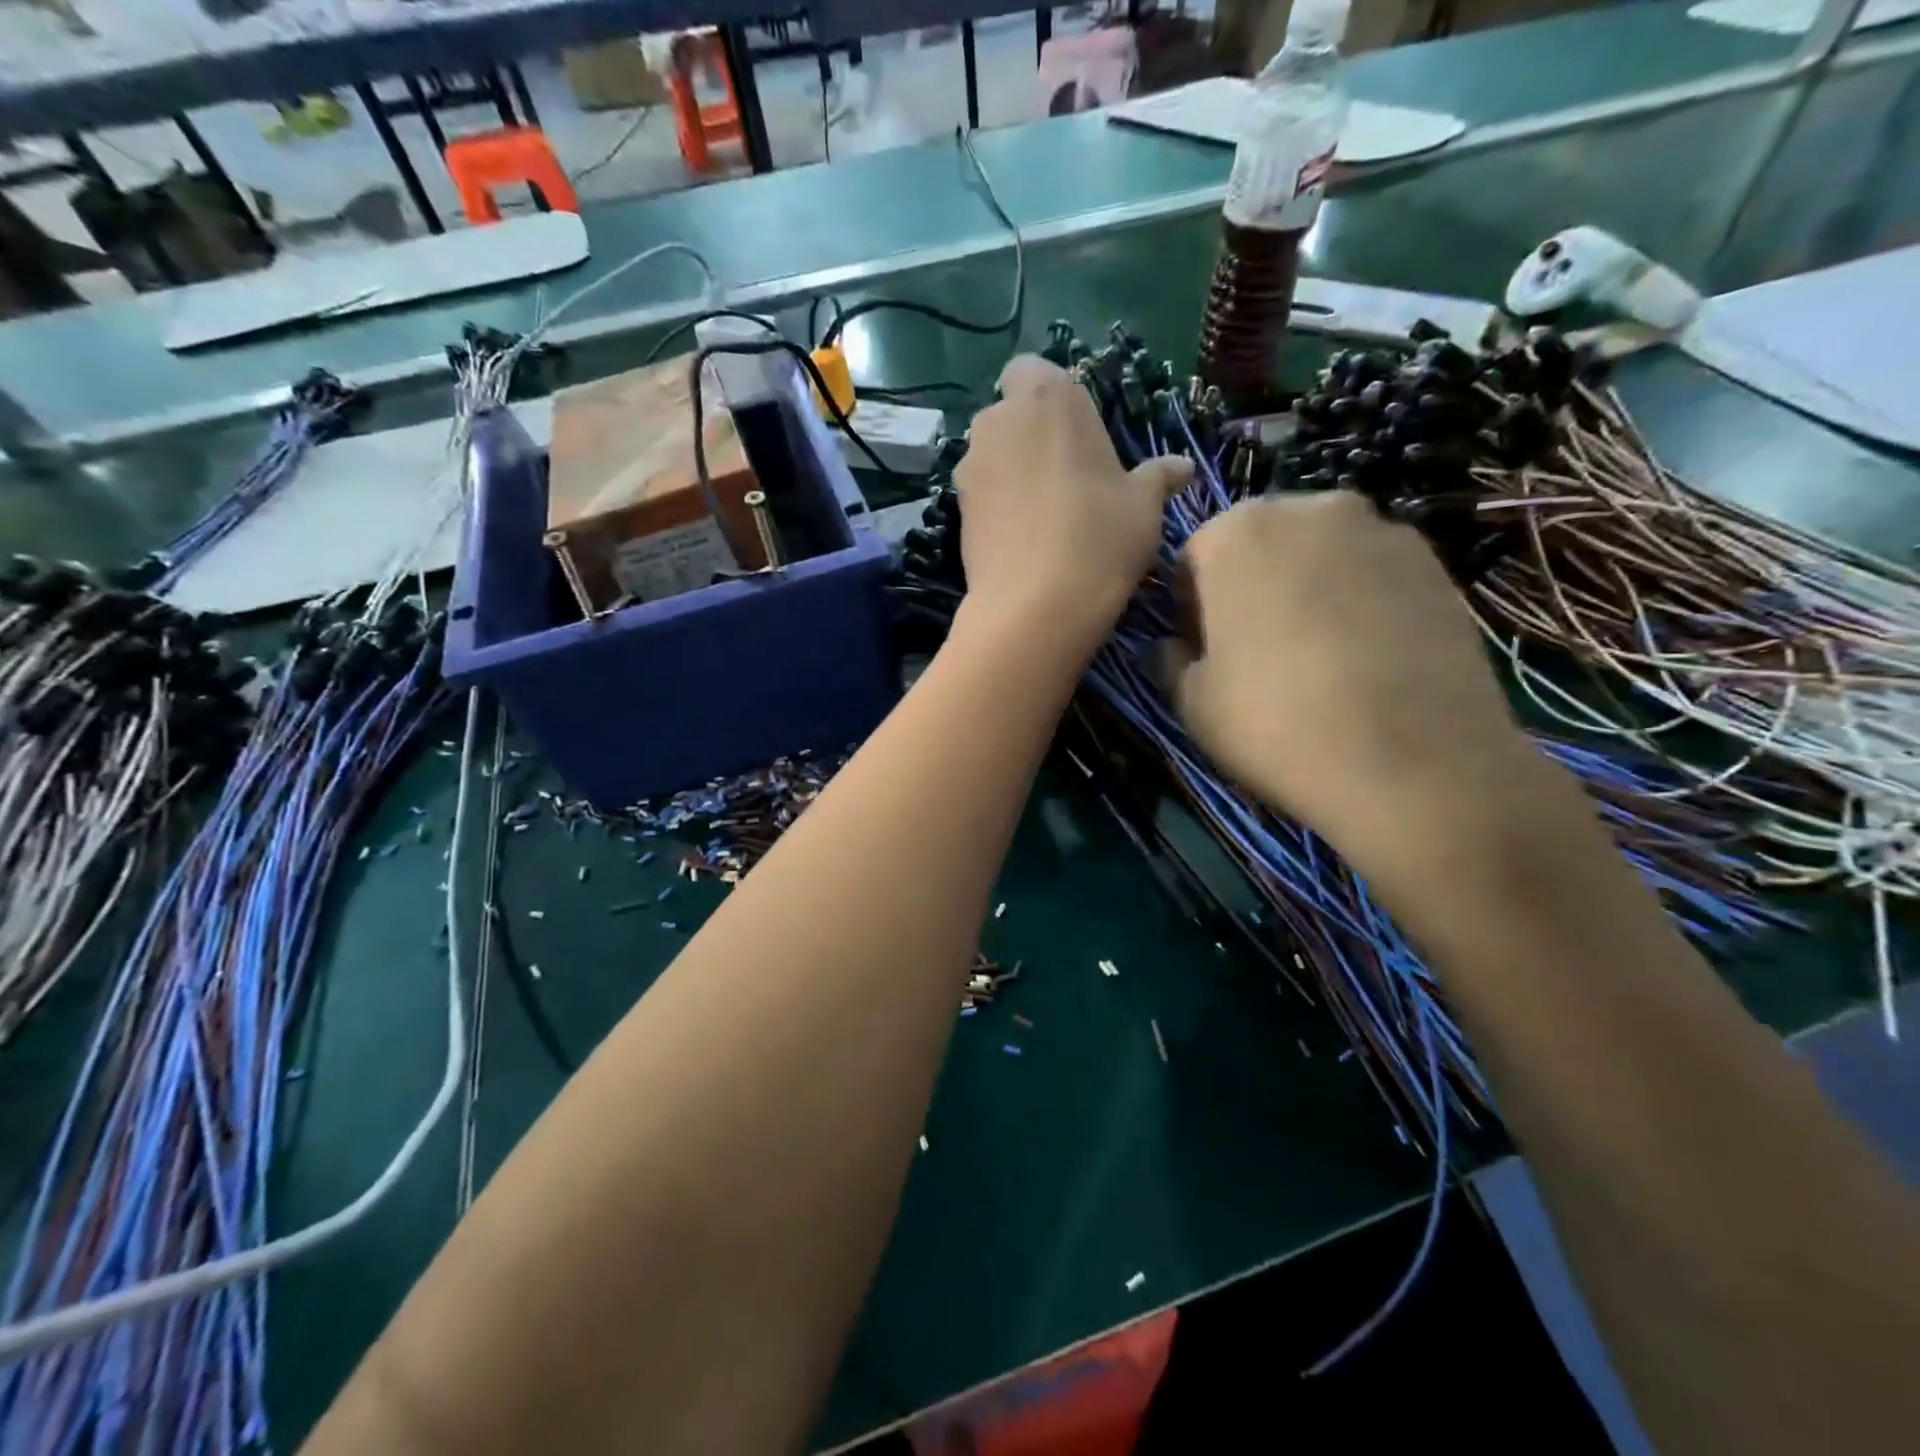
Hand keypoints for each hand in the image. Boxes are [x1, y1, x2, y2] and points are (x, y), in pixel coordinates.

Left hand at [954, 356, 1190, 638]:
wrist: (1035, 604)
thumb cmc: (1100, 537)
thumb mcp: (1144, 505)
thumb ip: (1158, 477)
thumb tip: (1182, 467)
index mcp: (1048, 396)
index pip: (1035, 371)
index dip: (1052, 400)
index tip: (1077, 436)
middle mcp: (998, 419)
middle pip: (1011, 414)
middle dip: (1031, 435)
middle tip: (1066, 476)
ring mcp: (969, 465)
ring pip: (992, 455)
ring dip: (1011, 471)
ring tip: (1043, 513)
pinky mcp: (955, 508)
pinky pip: (980, 493)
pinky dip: (997, 505)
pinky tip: (1021, 538)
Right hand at [1155, 491, 1543, 887]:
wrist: (1411, 763)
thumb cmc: (1275, 723)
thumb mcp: (1191, 702)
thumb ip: (1169, 659)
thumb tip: (1172, 646)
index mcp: (1237, 532)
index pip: (1195, 557)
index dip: (1192, 607)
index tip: (1203, 651)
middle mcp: (1311, 510)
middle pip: (1262, 544)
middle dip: (1251, 586)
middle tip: (1258, 650)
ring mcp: (1383, 531)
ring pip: (1322, 555)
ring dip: (1308, 589)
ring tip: (1318, 656)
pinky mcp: (1437, 565)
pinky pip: (1373, 574)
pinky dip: (1360, 602)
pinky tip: (1366, 659)